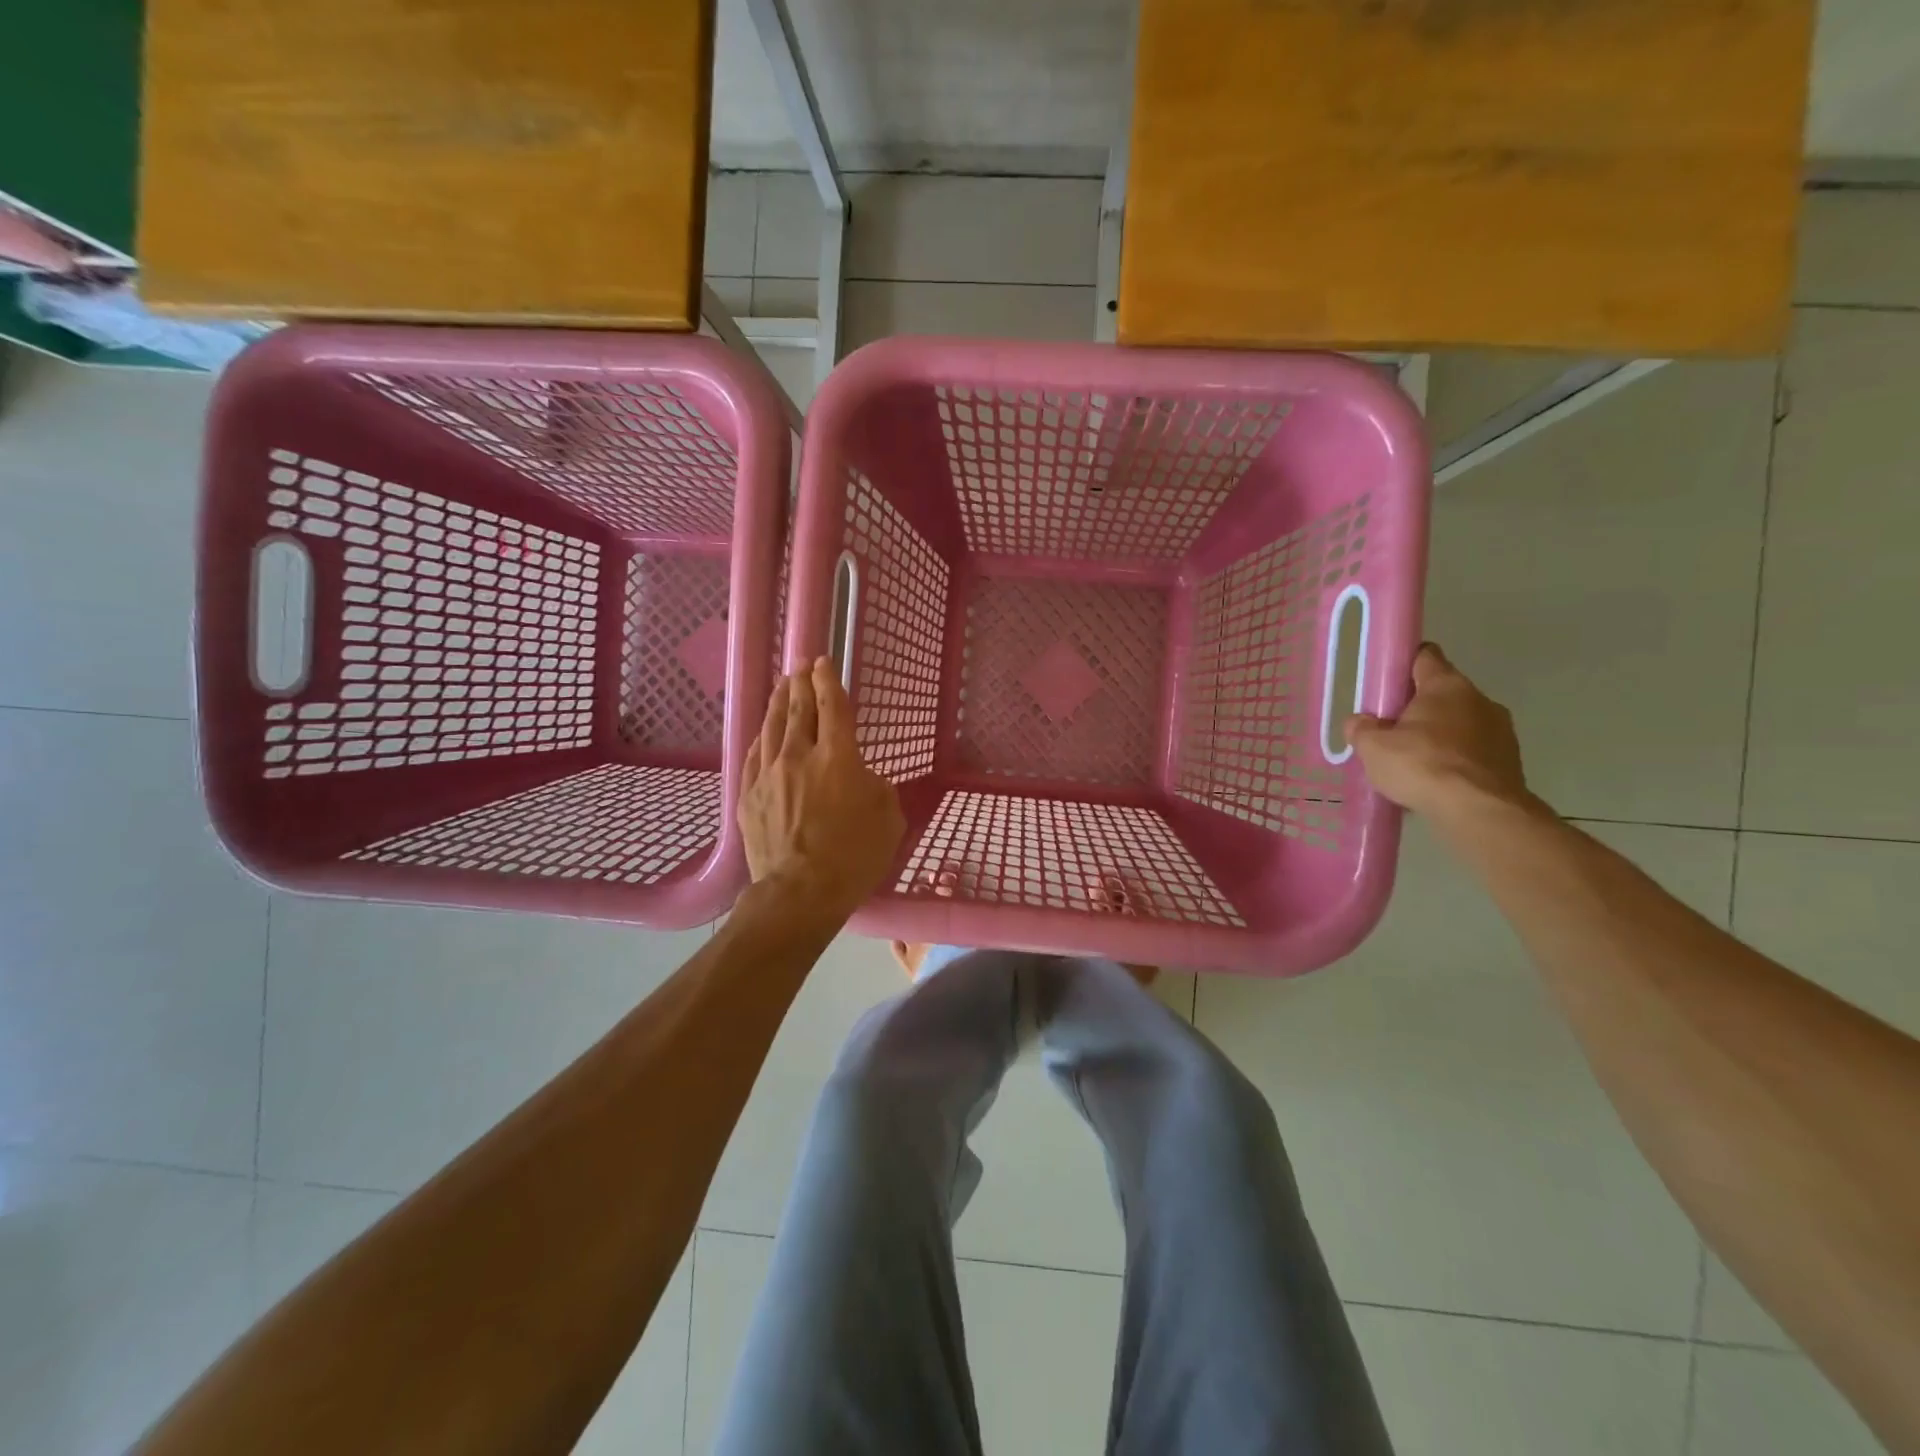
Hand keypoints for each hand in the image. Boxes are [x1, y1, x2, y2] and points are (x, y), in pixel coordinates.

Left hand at [738, 658, 905, 921]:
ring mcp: (768, 775)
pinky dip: (762, 738)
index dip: (828, 680)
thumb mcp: (888, 819)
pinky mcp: (748, 797)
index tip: (822, 662)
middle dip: (800, 683)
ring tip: (782, 686)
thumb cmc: (853, 858)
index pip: (831, 706)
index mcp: (837, 757)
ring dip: (779, 703)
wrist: (799, 894)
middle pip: (797, 710)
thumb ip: (877, 788)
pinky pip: (754, 756)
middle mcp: (799, 756)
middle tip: (800, 665)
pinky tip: (763, 733)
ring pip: (772, 728)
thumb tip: (861, 778)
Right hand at [1347, 643, 1536, 823]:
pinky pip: (1474, 752)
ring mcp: (1501, 730)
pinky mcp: (1511, 760)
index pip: (1425, 656)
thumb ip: (1361, 729)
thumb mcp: (1373, 748)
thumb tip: (1360, 722)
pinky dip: (1456, 761)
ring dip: (1439, 737)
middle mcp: (1479, 699)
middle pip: (1442, 694)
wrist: (1480, 812)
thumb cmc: (1422, 766)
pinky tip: (1436, 783)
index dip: (1403, 664)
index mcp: (1446, 685)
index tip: (1386, 683)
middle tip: (1391, 733)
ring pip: (1460, 724)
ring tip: (1414, 765)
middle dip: (1417, 710)